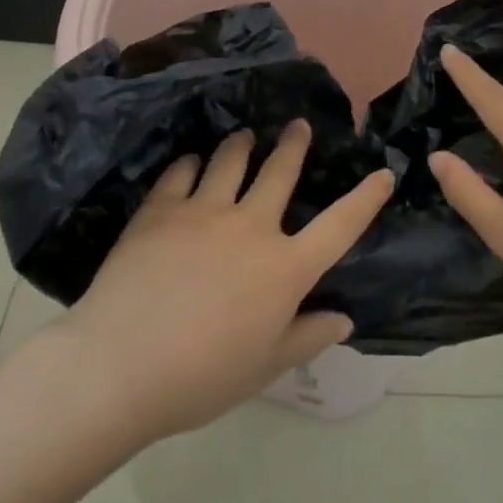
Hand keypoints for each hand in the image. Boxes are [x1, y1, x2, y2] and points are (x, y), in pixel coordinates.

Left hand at [44, 121, 394, 442]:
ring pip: (230, 161)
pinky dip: (190, 165)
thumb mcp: (265, 368)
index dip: (366, 198)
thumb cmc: (201, 378)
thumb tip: (344, 319)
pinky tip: (190, 164)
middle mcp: (252, 227)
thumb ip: (308, 337)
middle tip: (298, 125)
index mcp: (284, 268)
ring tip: (244, 136)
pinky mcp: (161, 210)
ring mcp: (204, 212)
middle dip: (293, 144)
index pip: (340, 226)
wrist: (119, 367)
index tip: (383, 172)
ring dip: (241, 145)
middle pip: (280, 172)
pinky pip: (181, 173)